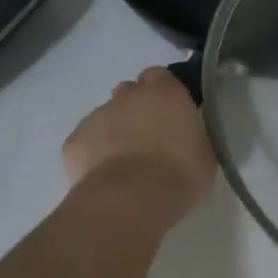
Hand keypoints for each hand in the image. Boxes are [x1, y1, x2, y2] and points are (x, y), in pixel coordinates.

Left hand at [63, 67, 214, 217]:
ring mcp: (97, 115)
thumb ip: (191, 132)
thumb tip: (186, 133)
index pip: (159, 76)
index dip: (162, 92)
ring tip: (123, 164)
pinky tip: (103, 177)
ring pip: (106, 116)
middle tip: (147, 137)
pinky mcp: (74, 141)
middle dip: (136, 107)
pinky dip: (93, 153)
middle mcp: (129, 95)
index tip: (169, 112)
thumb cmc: (179, 175)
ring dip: (114, 130)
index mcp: (164, 92)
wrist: (130, 201)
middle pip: (129, 91)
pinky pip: (85, 141)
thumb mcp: (203, 152)